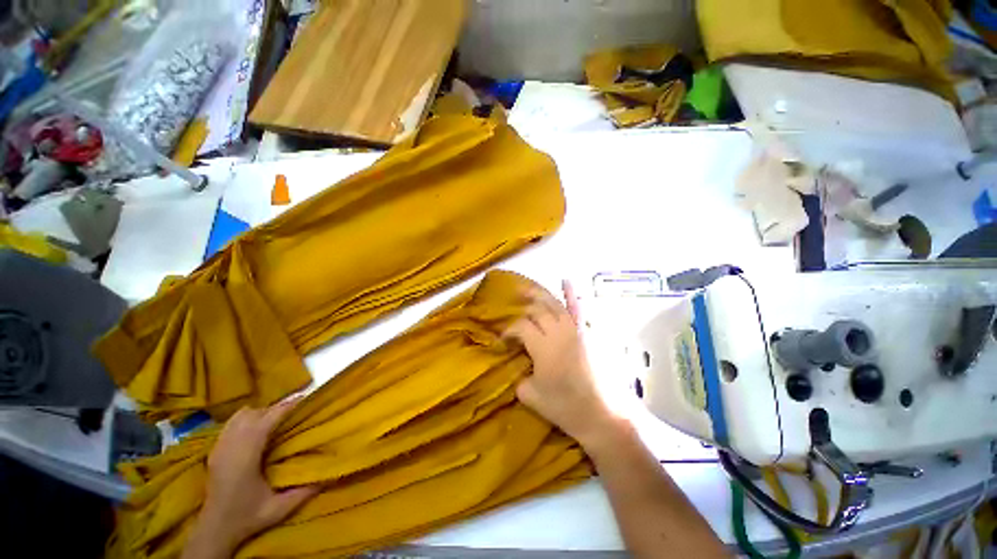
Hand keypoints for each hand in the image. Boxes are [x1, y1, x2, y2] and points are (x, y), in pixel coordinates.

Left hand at [182, 402, 318, 558]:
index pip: (266, 420)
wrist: (214, 530)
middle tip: (295, 412)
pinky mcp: (214, 450)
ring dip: (260, 412)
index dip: (286, 407)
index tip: (305, 400)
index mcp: (245, 457)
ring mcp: (219, 447)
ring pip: (240, 415)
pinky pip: (232, 423)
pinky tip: (257, 429)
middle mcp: (230, 447)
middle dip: (276, 409)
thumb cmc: (248, 517)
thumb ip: (305, 491)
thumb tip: (329, 473)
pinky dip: (247, 419)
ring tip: (277, 419)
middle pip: (254, 413)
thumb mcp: (280, 508)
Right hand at [504, 280, 620, 448]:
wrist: (603, 414)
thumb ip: (520, 378)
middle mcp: (558, 331)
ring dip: (538, 295)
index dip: (509, 331)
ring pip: (553, 304)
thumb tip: (520, 368)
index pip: (521, 327)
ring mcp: (575, 329)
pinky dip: (571, 293)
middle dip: (521, 311)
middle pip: (536, 312)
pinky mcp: (587, 332)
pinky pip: (578, 308)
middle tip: (511, 314)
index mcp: (543, 346)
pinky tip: (566, 280)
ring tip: (525, 289)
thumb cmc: (566, 407)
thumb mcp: (531, 396)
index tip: (504, 340)